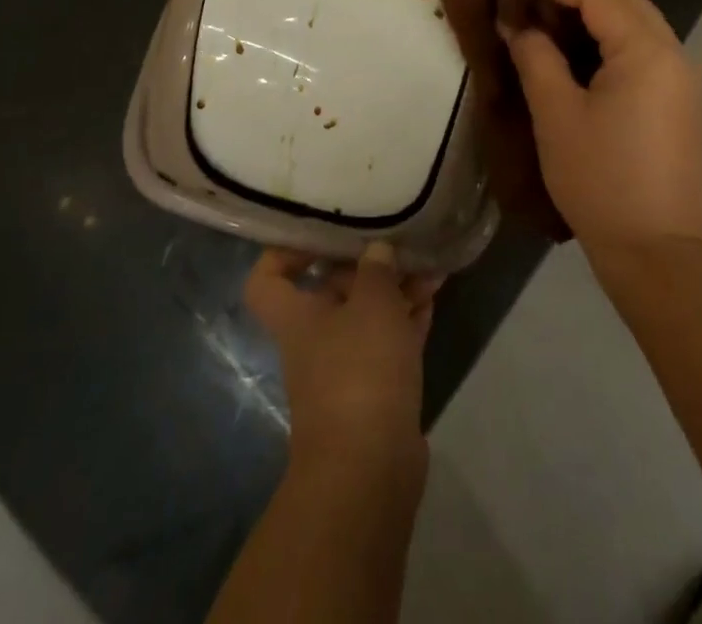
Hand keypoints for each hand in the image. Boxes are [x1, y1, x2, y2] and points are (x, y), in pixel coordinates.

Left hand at [244, 243, 440, 473]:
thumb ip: (376, 270)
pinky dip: (409, 320)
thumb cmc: (360, 370)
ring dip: (396, 291)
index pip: (267, 278)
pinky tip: (434, 297)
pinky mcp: (377, 391)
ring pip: (369, 316)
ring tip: (431, 266)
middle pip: (332, 291)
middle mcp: (315, 339)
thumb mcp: (372, 305)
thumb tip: (377, 251)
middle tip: (400, 243)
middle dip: (368, 266)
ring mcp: (346, 368)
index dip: (285, 252)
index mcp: (297, 317)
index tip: (320, 232)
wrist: (370, 469)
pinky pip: (391, 342)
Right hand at [503, 0, 701, 250]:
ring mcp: (686, 82)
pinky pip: (651, 55)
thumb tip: (515, 22)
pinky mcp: (685, 106)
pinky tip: (587, 69)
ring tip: (556, 39)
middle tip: (537, 14)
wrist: (657, 252)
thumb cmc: (600, 178)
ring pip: (642, 28)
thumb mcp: (555, 113)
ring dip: (601, 22)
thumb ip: (534, 56)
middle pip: (627, 3)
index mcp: (647, 51)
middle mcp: (676, 56)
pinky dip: (619, 47)